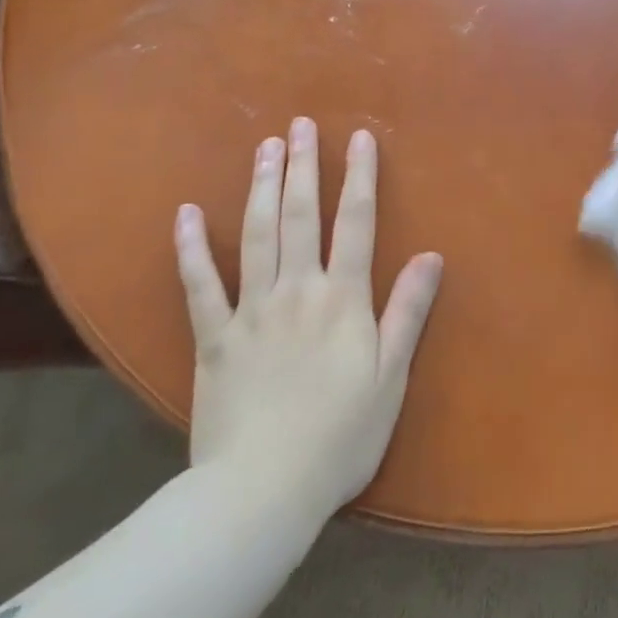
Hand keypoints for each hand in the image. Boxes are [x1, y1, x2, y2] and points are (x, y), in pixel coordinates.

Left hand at [173, 118, 443, 519]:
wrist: (260, 493)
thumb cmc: (339, 438)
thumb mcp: (390, 377)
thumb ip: (407, 311)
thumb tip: (431, 255)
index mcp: (342, 299)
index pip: (356, 223)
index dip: (360, 177)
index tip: (359, 138)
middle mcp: (296, 290)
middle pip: (301, 215)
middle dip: (304, 166)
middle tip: (300, 124)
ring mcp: (250, 311)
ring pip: (256, 235)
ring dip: (262, 187)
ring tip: (265, 147)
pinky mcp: (213, 339)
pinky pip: (199, 285)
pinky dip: (190, 248)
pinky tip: (186, 214)